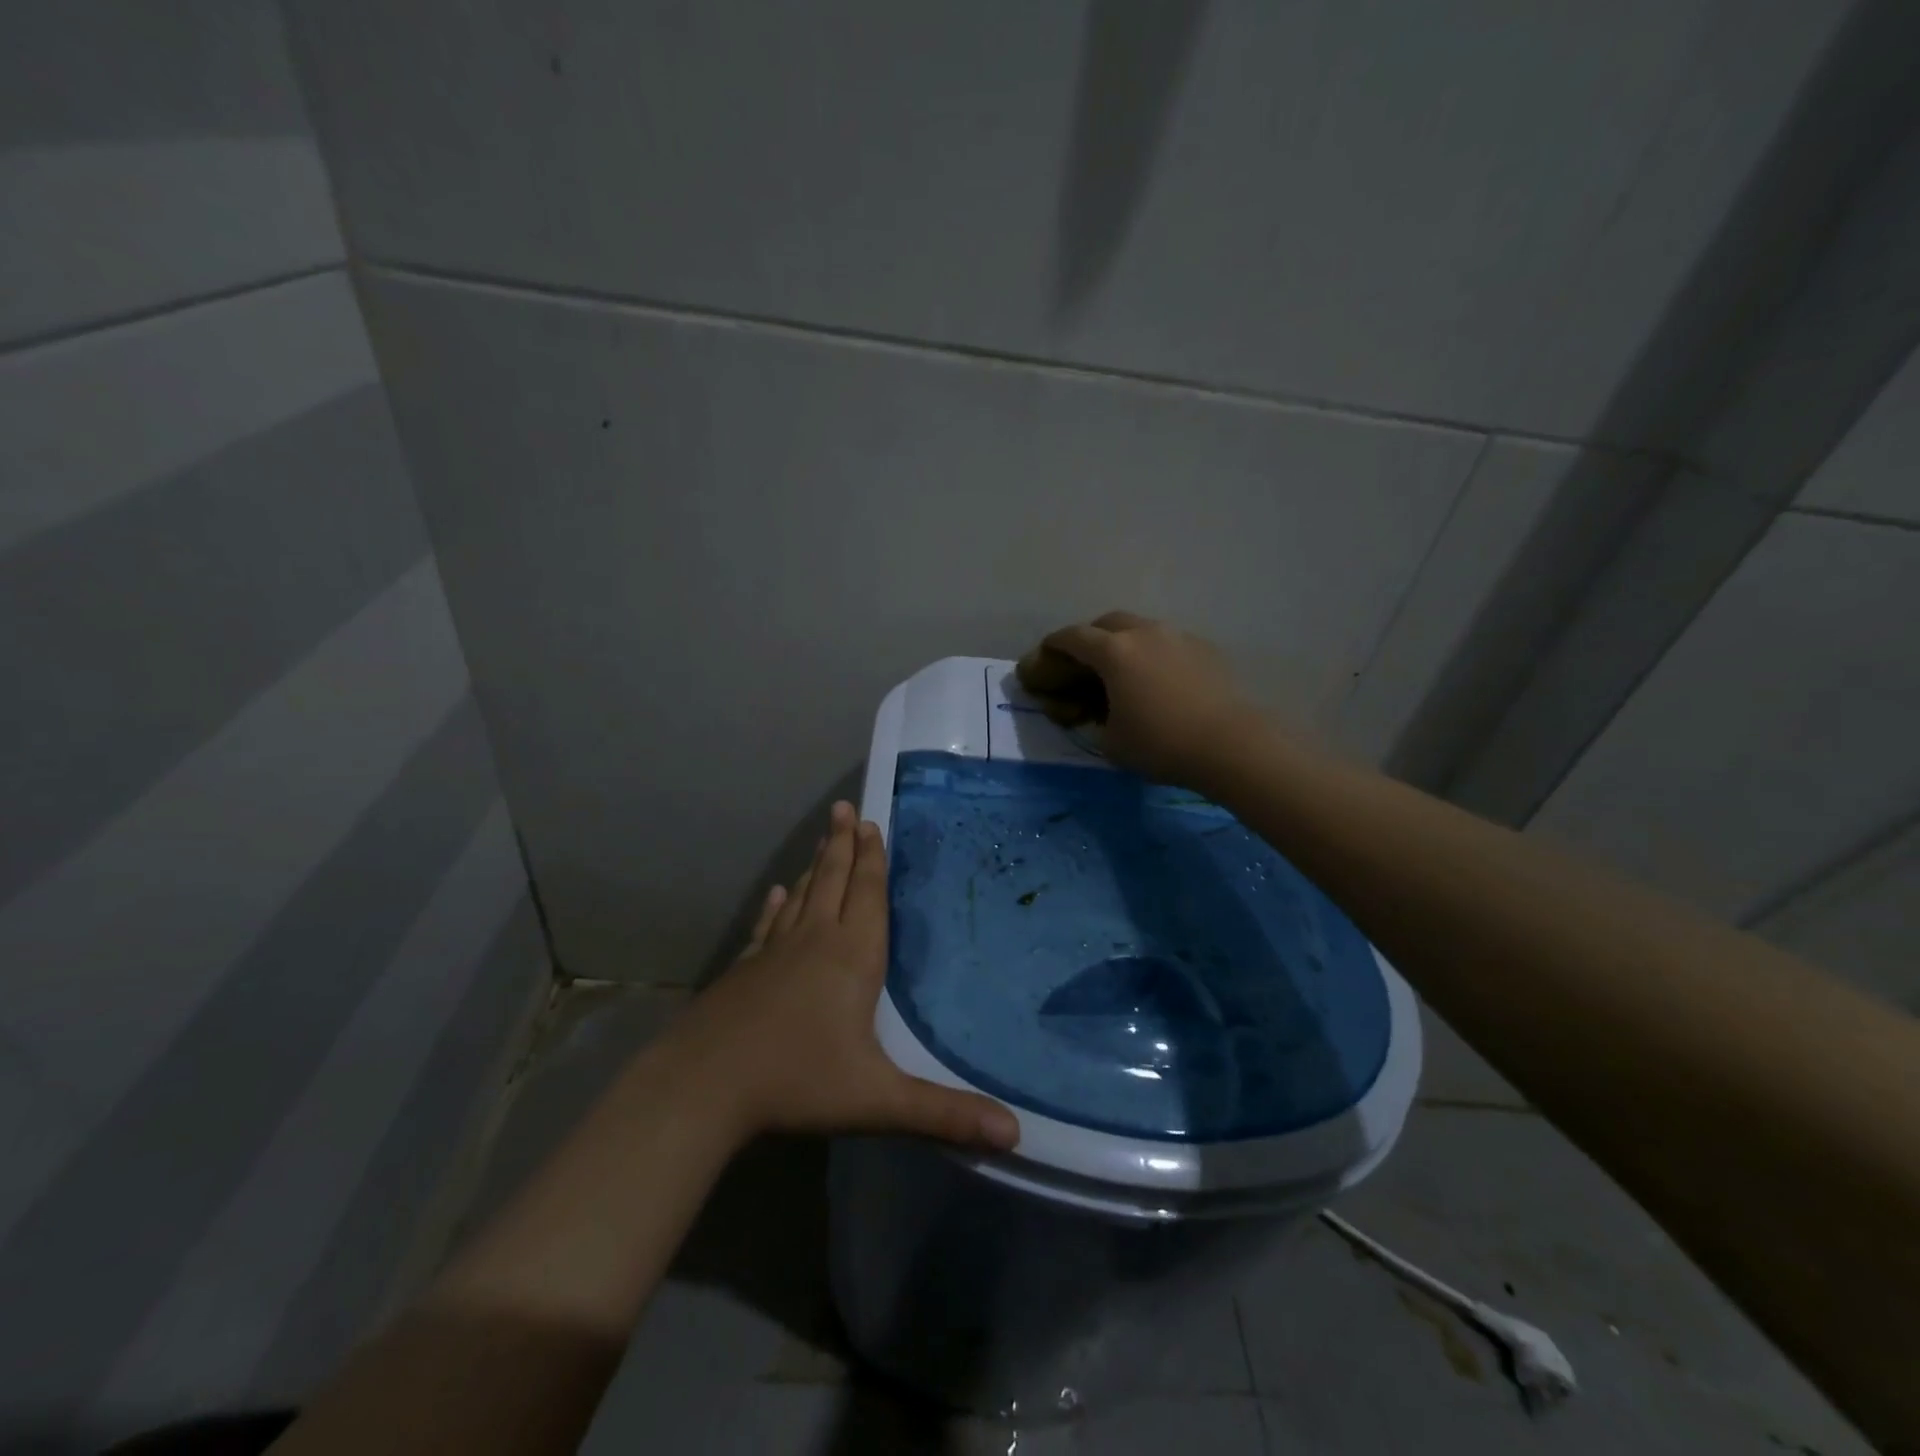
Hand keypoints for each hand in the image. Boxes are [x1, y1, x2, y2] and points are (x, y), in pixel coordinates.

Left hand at [668, 802, 1019, 1151]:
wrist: (703, 1086)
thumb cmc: (797, 1081)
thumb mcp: (878, 1100)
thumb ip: (945, 1115)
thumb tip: (1015, 1134)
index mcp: (851, 958)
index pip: (866, 895)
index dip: (872, 860)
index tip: (870, 823)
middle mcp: (813, 942)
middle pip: (832, 881)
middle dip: (843, 845)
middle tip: (845, 808)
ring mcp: (773, 953)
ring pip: (801, 897)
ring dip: (815, 866)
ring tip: (823, 839)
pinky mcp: (744, 971)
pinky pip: (767, 926)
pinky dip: (776, 906)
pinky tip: (776, 894)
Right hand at [1017, 611, 1267, 785]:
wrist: (1229, 744)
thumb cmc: (1160, 744)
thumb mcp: (1110, 741)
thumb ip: (1092, 719)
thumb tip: (1092, 711)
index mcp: (1114, 652)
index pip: (1072, 638)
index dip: (1052, 646)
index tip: (1043, 655)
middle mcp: (1144, 633)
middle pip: (1107, 622)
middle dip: (1089, 637)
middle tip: (1083, 661)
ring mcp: (1177, 636)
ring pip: (1141, 628)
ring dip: (1124, 642)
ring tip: (1123, 669)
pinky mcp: (1204, 648)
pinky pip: (1167, 642)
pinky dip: (1153, 652)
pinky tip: (1158, 678)